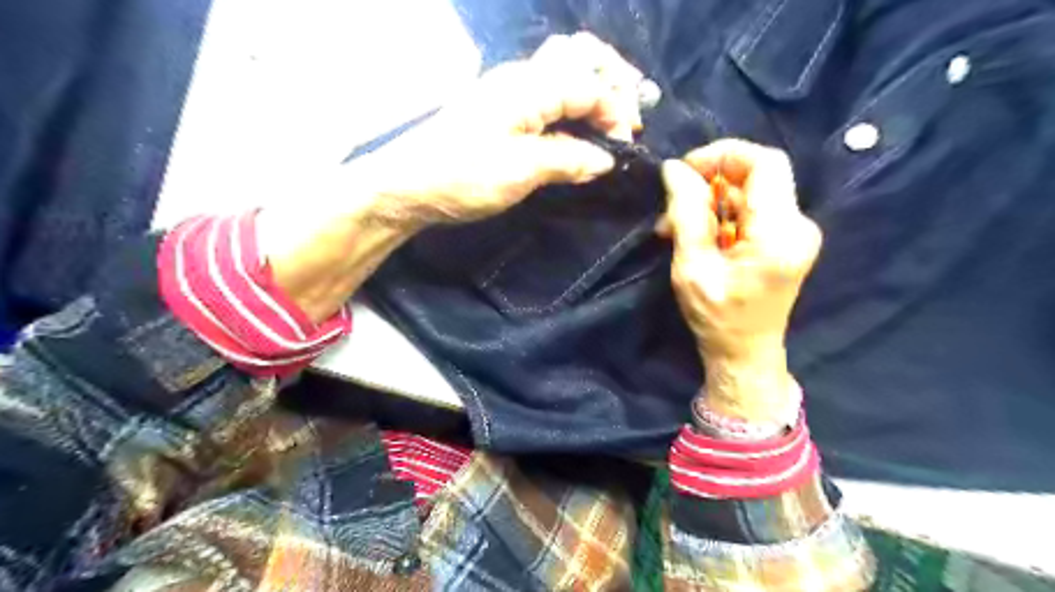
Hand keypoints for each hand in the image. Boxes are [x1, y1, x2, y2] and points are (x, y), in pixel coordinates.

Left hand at [350, 30, 642, 229]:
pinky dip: (570, 104)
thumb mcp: (521, 171)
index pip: (588, 85)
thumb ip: (568, 160)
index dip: (616, 110)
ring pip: (561, 71)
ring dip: (591, 88)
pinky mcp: (498, 110)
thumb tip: (605, 159)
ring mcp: (507, 91)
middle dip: (611, 79)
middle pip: (577, 57)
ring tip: (611, 115)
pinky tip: (576, 125)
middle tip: (631, 111)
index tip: (627, 144)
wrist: (406, 186)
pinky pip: (545, 93)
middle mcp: (520, 77)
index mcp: (529, 86)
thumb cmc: (463, 176)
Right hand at [656, 142, 823, 422]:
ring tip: (674, 226)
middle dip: (709, 182)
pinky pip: (751, 209)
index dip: (723, 155)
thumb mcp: (692, 267)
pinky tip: (695, 234)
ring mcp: (795, 232)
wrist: (745, 353)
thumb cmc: (717, 318)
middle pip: (757, 175)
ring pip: (750, 191)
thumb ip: (685, 214)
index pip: (764, 163)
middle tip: (671, 207)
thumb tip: (673, 169)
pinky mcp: (785, 239)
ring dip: (710, 200)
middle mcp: (798, 225)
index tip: (685, 170)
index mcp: (780, 233)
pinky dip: (720, 214)